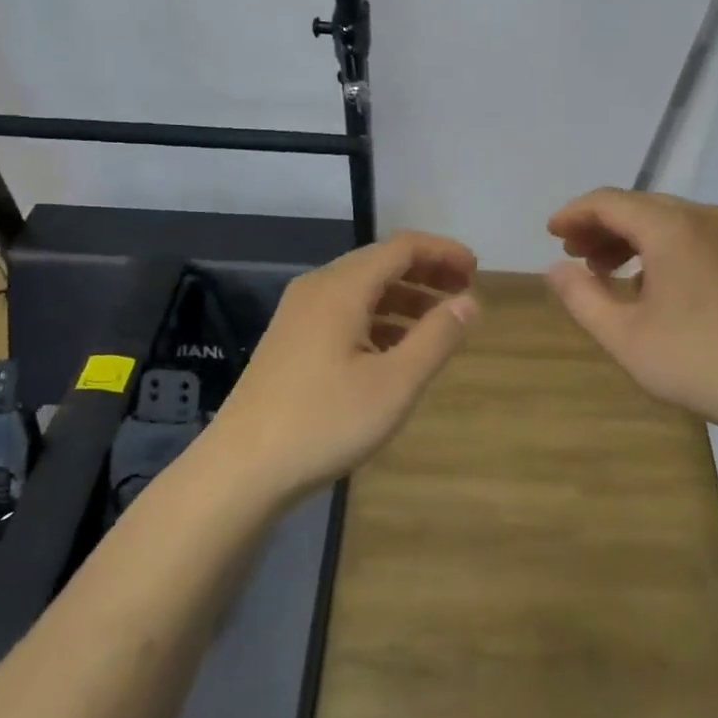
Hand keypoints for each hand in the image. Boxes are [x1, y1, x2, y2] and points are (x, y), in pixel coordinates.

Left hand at [207, 231, 478, 498]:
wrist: (241, 469)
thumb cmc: (324, 422)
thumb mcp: (395, 383)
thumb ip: (437, 337)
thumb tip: (469, 302)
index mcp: (342, 288)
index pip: (401, 247)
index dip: (442, 252)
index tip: (476, 271)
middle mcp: (317, 289)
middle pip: (380, 263)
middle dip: (426, 272)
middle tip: (464, 292)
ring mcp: (299, 315)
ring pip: (361, 289)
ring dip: (404, 297)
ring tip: (438, 322)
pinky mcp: (291, 341)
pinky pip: (344, 312)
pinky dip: (378, 318)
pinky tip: (395, 349)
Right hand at [546, 189, 717, 433]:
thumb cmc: (695, 360)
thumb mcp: (623, 335)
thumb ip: (581, 297)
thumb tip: (556, 269)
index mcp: (670, 227)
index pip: (609, 202)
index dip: (574, 213)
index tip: (550, 233)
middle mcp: (702, 217)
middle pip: (638, 206)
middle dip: (600, 226)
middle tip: (573, 255)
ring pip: (665, 220)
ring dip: (628, 238)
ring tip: (603, 271)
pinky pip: (689, 236)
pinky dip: (658, 248)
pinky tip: (647, 284)